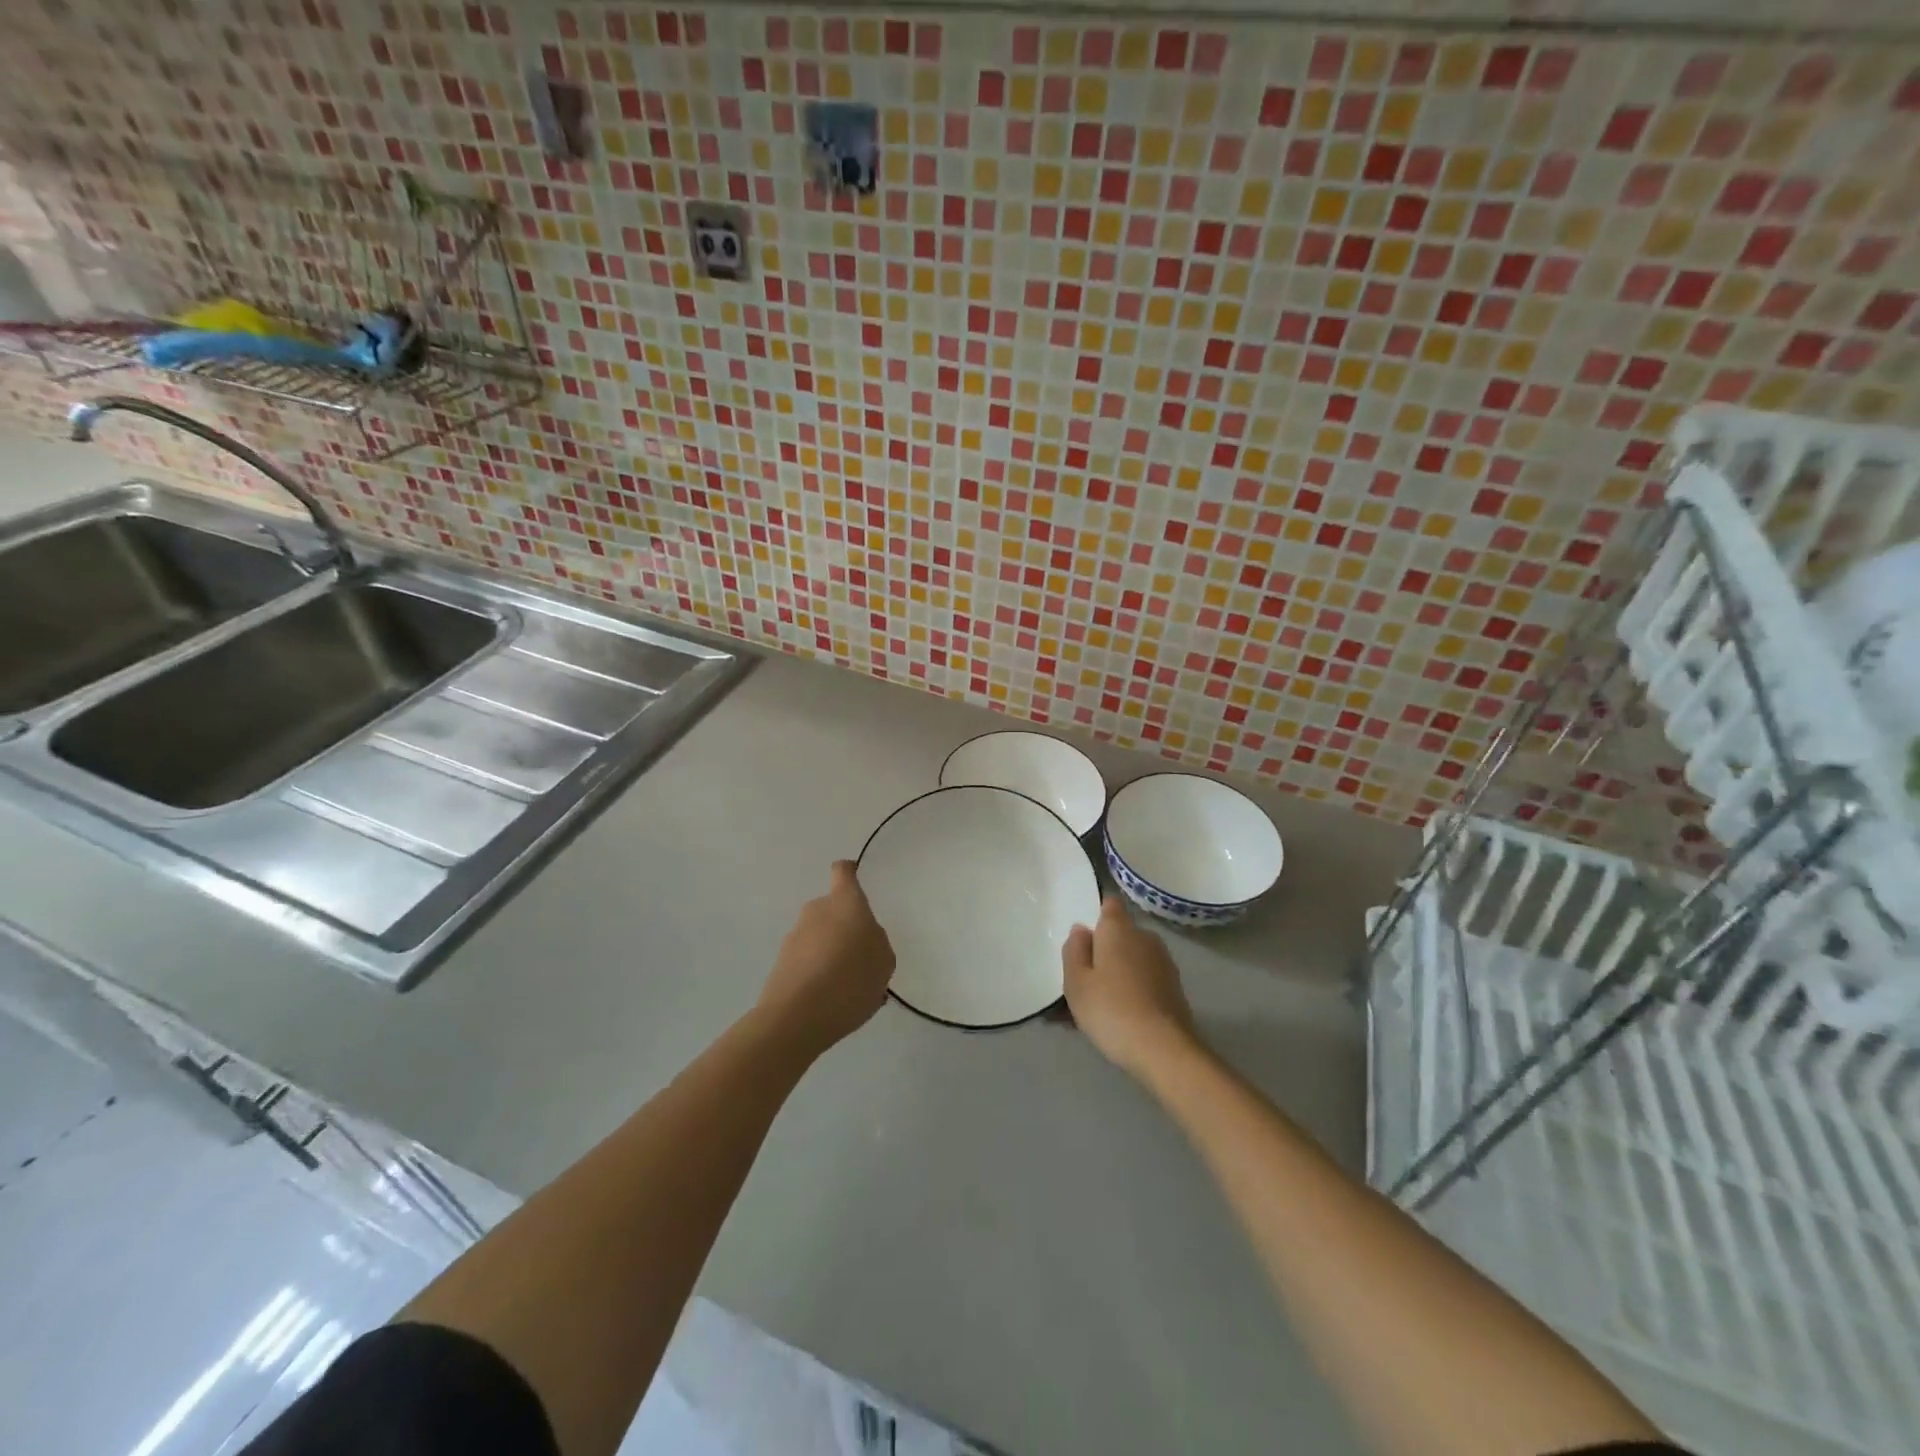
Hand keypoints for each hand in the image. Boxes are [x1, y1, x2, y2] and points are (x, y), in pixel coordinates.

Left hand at [758, 860, 895, 1057]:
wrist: (796, 1018)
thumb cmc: (850, 980)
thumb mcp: (884, 962)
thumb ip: (876, 943)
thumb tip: (863, 939)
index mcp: (845, 902)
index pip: (843, 872)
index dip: (850, 873)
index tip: (858, 881)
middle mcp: (816, 910)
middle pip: (833, 910)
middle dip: (845, 928)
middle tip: (862, 959)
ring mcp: (794, 936)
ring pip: (819, 937)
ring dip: (831, 953)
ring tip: (848, 989)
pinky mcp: (780, 963)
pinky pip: (807, 961)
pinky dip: (818, 974)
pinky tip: (830, 1002)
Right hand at [1062, 894, 1196, 1077]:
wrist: (1163, 1049)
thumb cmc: (1110, 1009)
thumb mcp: (1076, 982)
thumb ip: (1074, 950)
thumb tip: (1082, 929)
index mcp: (1118, 928)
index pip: (1110, 904)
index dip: (1097, 915)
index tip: (1083, 939)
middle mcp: (1145, 937)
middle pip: (1120, 934)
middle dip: (1104, 949)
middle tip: (1084, 979)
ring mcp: (1163, 962)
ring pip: (1133, 958)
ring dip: (1118, 971)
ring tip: (1100, 1003)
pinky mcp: (1174, 987)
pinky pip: (1145, 978)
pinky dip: (1133, 988)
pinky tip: (1121, 1015)